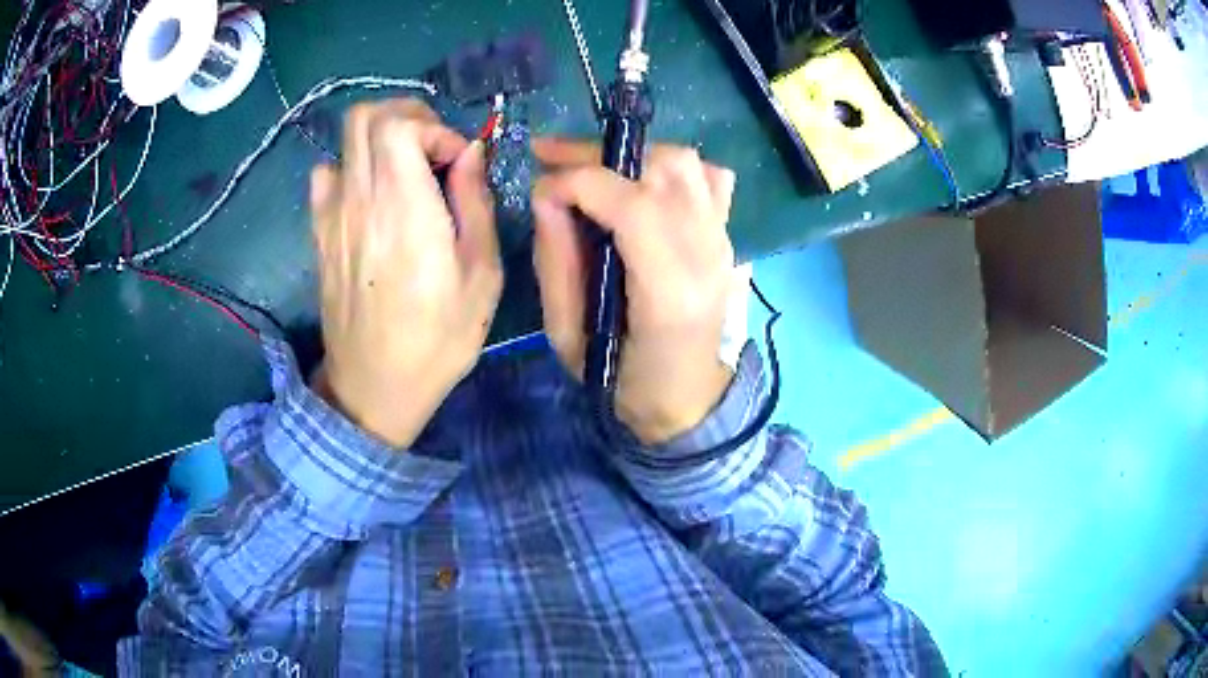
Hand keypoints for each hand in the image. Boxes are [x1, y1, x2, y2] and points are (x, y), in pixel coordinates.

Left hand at [310, 100, 501, 447]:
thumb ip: (476, 202)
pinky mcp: (319, 233)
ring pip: (344, 140)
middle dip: (406, 117)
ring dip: (380, 139)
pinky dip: (351, 168)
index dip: (434, 127)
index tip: (457, 163)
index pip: (399, 124)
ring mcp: (331, 215)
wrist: (373, 386)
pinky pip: (326, 174)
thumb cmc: (437, 338)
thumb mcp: (482, 275)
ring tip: (406, 172)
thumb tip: (470, 153)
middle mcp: (359, 199)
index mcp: (403, 207)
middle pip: (364, 116)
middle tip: (433, 151)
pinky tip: (370, 197)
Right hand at [532, 139, 737, 444]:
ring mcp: (724, 241)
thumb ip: (555, 263)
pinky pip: (712, 179)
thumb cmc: (623, 380)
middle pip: (661, 169)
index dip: (577, 181)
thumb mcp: (568, 337)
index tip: (540, 189)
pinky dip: (676, 168)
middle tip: (551, 159)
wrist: (689, 399)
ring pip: (686, 164)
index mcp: (669, 291)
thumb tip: (545, 196)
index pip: (631, 204)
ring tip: (593, 169)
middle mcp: (707, 254)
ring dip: (633, 156)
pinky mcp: (728, 236)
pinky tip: (646, 183)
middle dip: (597, 155)